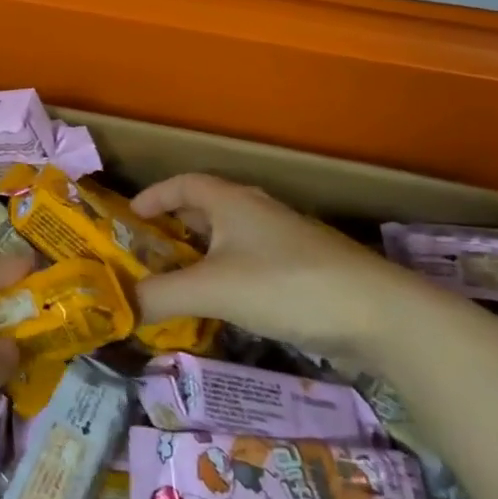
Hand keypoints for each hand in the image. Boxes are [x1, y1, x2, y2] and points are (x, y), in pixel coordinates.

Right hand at [132, 173, 424, 361]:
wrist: (380, 315)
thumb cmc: (285, 285)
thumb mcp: (212, 289)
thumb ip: (159, 296)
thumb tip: (117, 308)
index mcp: (232, 201)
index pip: (184, 183)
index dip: (155, 195)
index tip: (132, 216)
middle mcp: (258, 212)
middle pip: (208, 208)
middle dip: (176, 225)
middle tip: (150, 251)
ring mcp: (287, 241)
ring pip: (232, 238)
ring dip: (203, 253)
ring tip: (181, 280)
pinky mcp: (307, 271)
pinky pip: (253, 263)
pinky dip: (229, 275)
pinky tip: (227, 305)